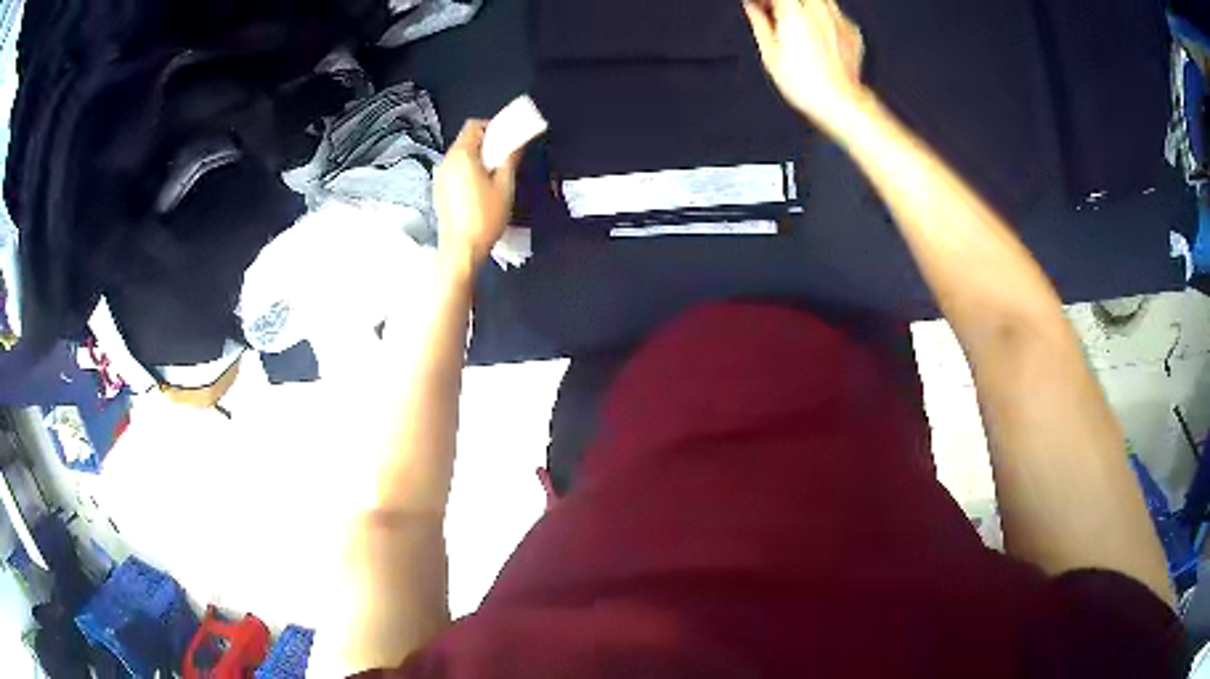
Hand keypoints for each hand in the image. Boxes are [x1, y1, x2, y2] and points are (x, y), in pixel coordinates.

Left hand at [433, 120, 523, 274]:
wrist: (461, 249)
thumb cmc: (485, 216)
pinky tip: (479, 189)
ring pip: (460, 156)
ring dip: (477, 157)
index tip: (507, 138)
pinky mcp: (438, 190)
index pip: (474, 125)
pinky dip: (467, 170)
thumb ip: (510, 157)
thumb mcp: (505, 185)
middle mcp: (446, 161)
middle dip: (486, 143)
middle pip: (466, 140)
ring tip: (493, 175)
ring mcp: (439, 176)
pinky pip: (454, 170)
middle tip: (504, 158)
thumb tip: (518, 140)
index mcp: (462, 155)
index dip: (492, 126)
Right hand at [743, 0, 866, 131]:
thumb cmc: (805, 83)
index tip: (756, 4)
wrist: (840, 102)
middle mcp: (819, 10)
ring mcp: (839, 20)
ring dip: (804, 6)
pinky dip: (824, 20)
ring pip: (820, 0)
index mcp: (794, 11)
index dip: (764, 0)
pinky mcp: (852, 32)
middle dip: (784, 2)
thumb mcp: (770, 53)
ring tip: (796, 23)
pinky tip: (817, 37)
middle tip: (774, 12)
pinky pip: (835, 15)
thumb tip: (752, 7)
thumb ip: (759, 22)